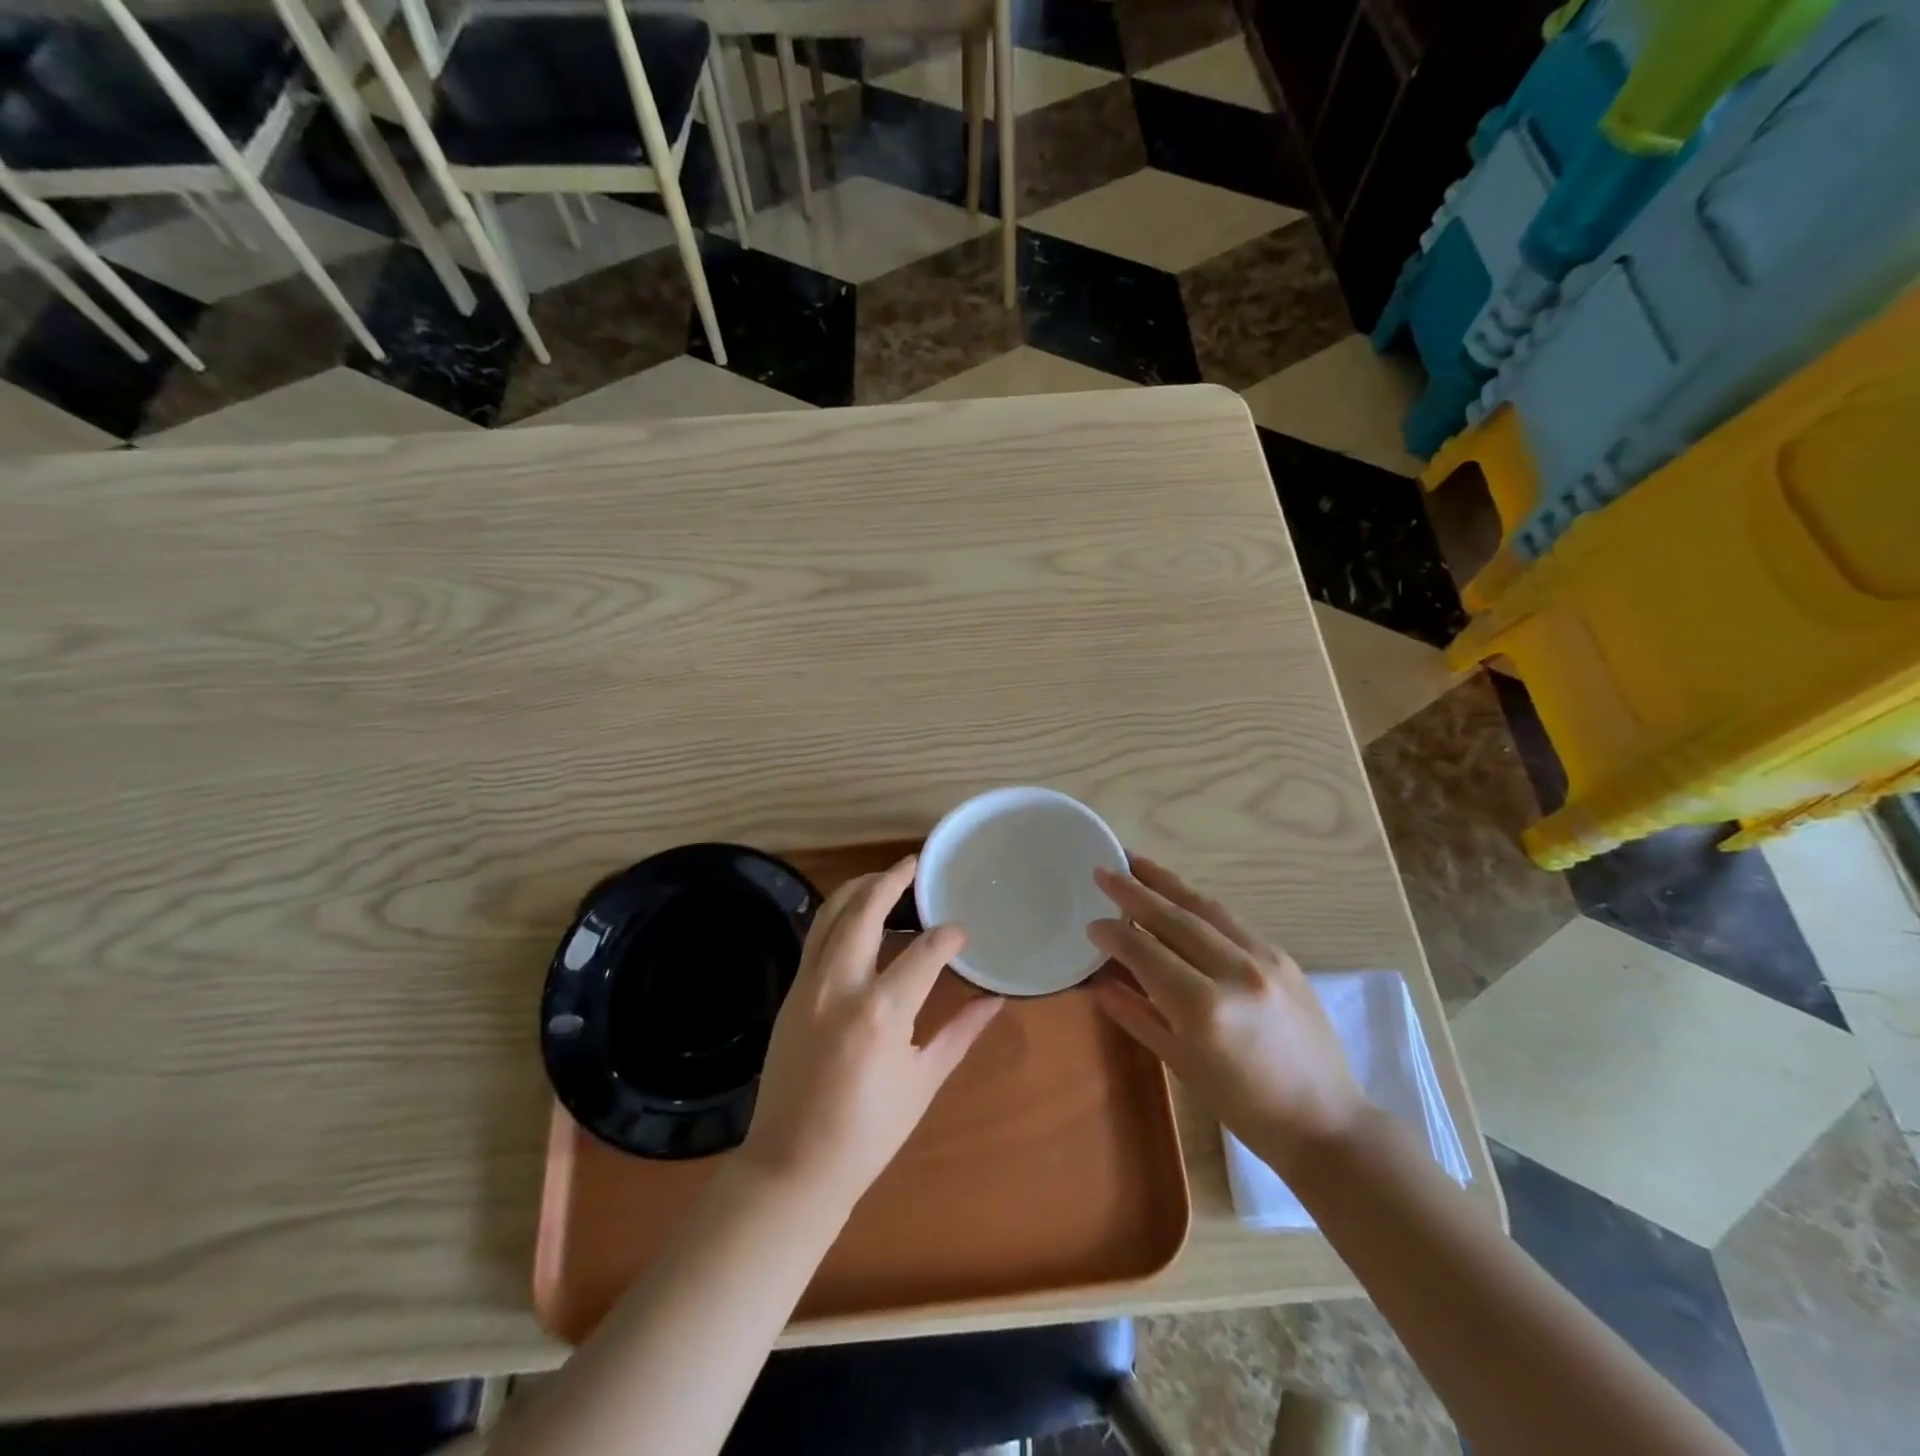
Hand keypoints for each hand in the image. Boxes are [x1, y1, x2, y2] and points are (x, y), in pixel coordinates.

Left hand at [740, 855, 1001, 1208]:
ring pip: (831, 915)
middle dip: (891, 881)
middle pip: (865, 911)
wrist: (792, 1165)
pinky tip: (855, 915)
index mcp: (882, 1013)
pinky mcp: (791, 992)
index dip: (948, 936)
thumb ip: (960, 1032)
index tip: (962, 931)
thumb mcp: (923, 1082)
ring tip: (884, 878)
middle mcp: (841, 986)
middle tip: (914, 865)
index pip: (924, 951)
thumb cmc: (868, 1133)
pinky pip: (815, 937)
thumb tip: (995, 1000)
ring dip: (858, 889)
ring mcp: (809, 985)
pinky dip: (837, 916)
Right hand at [1087, 856, 1364, 1174]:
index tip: (1091, 923)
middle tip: (1103, 870)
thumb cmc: (1245, 1106)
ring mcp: (1265, 959)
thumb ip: (1138, 1015)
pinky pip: (1231, 920)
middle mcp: (1235, 972)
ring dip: (1166, 883)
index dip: (1115, 935)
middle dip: (1134, 891)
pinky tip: (1179, 895)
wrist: (1326, 1120)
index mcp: (1204, 1008)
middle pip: (1174, 918)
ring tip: (1136, 863)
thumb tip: (1099, 982)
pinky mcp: (1283, 956)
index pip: (1147, 953)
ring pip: (1205, 908)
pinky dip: (1198, 904)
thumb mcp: (1182, 1065)